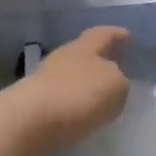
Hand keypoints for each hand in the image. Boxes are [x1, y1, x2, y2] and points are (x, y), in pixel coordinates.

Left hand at [0, 26, 131, 155]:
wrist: (29, 120)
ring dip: (85, 82)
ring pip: (71, 74)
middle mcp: (63, 56)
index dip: (115, 34)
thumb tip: (112, 82)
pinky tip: (80, 112)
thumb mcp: (115, 86)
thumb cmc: (78, 95)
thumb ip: (119, 81)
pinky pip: (61, 96)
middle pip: (84, 52)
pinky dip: (73, 100)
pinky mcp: (34, 101)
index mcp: (84, 47)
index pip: (103, 34)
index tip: (126, 35)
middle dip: (99, 59)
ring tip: (99, 95)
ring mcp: (45, 78)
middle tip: (114, 66)